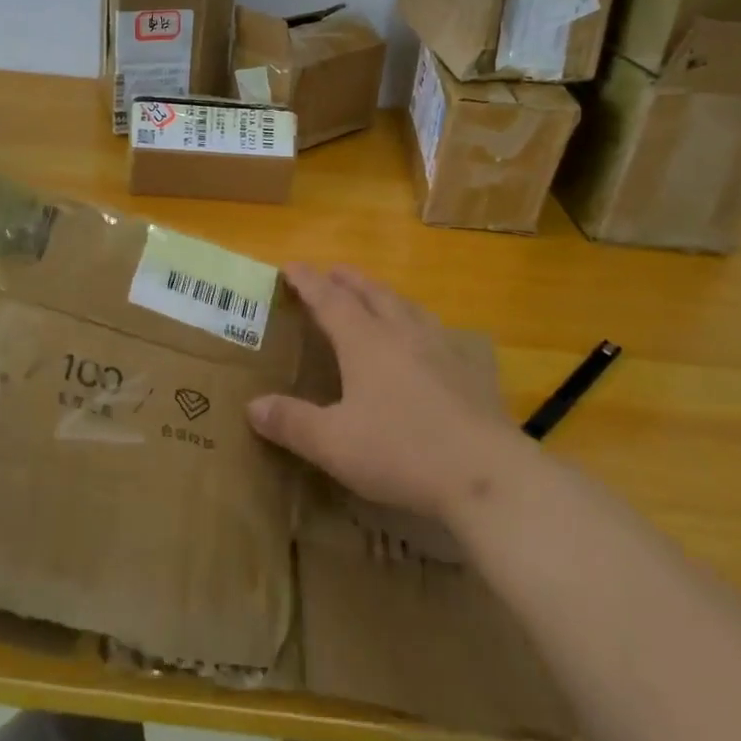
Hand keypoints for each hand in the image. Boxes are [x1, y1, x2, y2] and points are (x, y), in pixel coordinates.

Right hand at [247, 264, 530, 520]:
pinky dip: (418, 323)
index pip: (330, 301)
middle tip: (333, 271)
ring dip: (385, 295)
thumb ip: (292, 422)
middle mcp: (403, 334)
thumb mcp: (334, 444)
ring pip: (408, 308)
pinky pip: (436, 332)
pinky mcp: (469, 372)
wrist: (488, 474)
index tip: (291, 266)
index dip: (308, 282)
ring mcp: (441, 350)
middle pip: (372, 294)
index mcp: (365, 343)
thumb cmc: (402, 451)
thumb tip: (252, 405)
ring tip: (377, 296)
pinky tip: (426, 341)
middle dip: (349, 280)